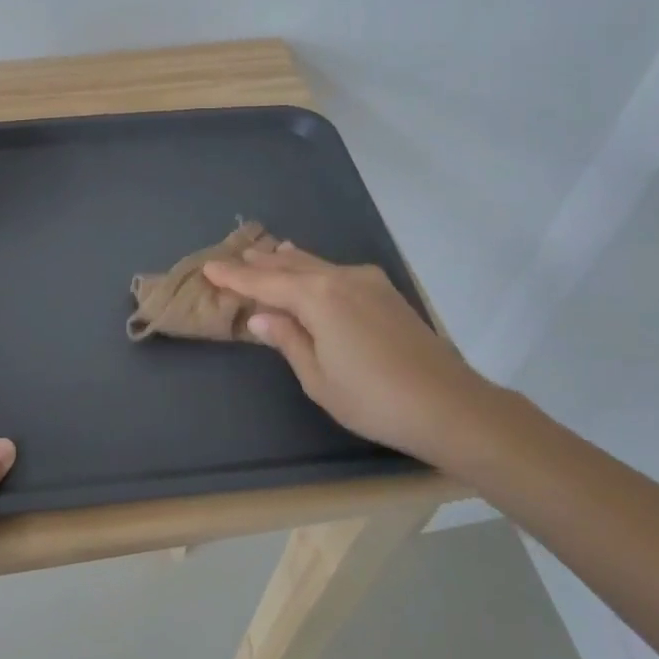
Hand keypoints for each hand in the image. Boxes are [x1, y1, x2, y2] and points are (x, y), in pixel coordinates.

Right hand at [203, 243, 502, 468]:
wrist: (448, 405)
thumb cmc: (372, 398)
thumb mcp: (318, 377)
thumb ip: (288, 340)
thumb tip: (260, 318)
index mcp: (317, 297)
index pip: (265, 283)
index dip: (235, 277)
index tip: (209, 267)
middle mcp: (341, 279)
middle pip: (291, 266)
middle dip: (262, 264)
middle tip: (235, 257)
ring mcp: (368, 283)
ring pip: (318, 265)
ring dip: (289, 262)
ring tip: (268, 253)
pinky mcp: (387, 294)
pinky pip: (338, 272)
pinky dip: (316, 269)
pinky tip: (313, 270)